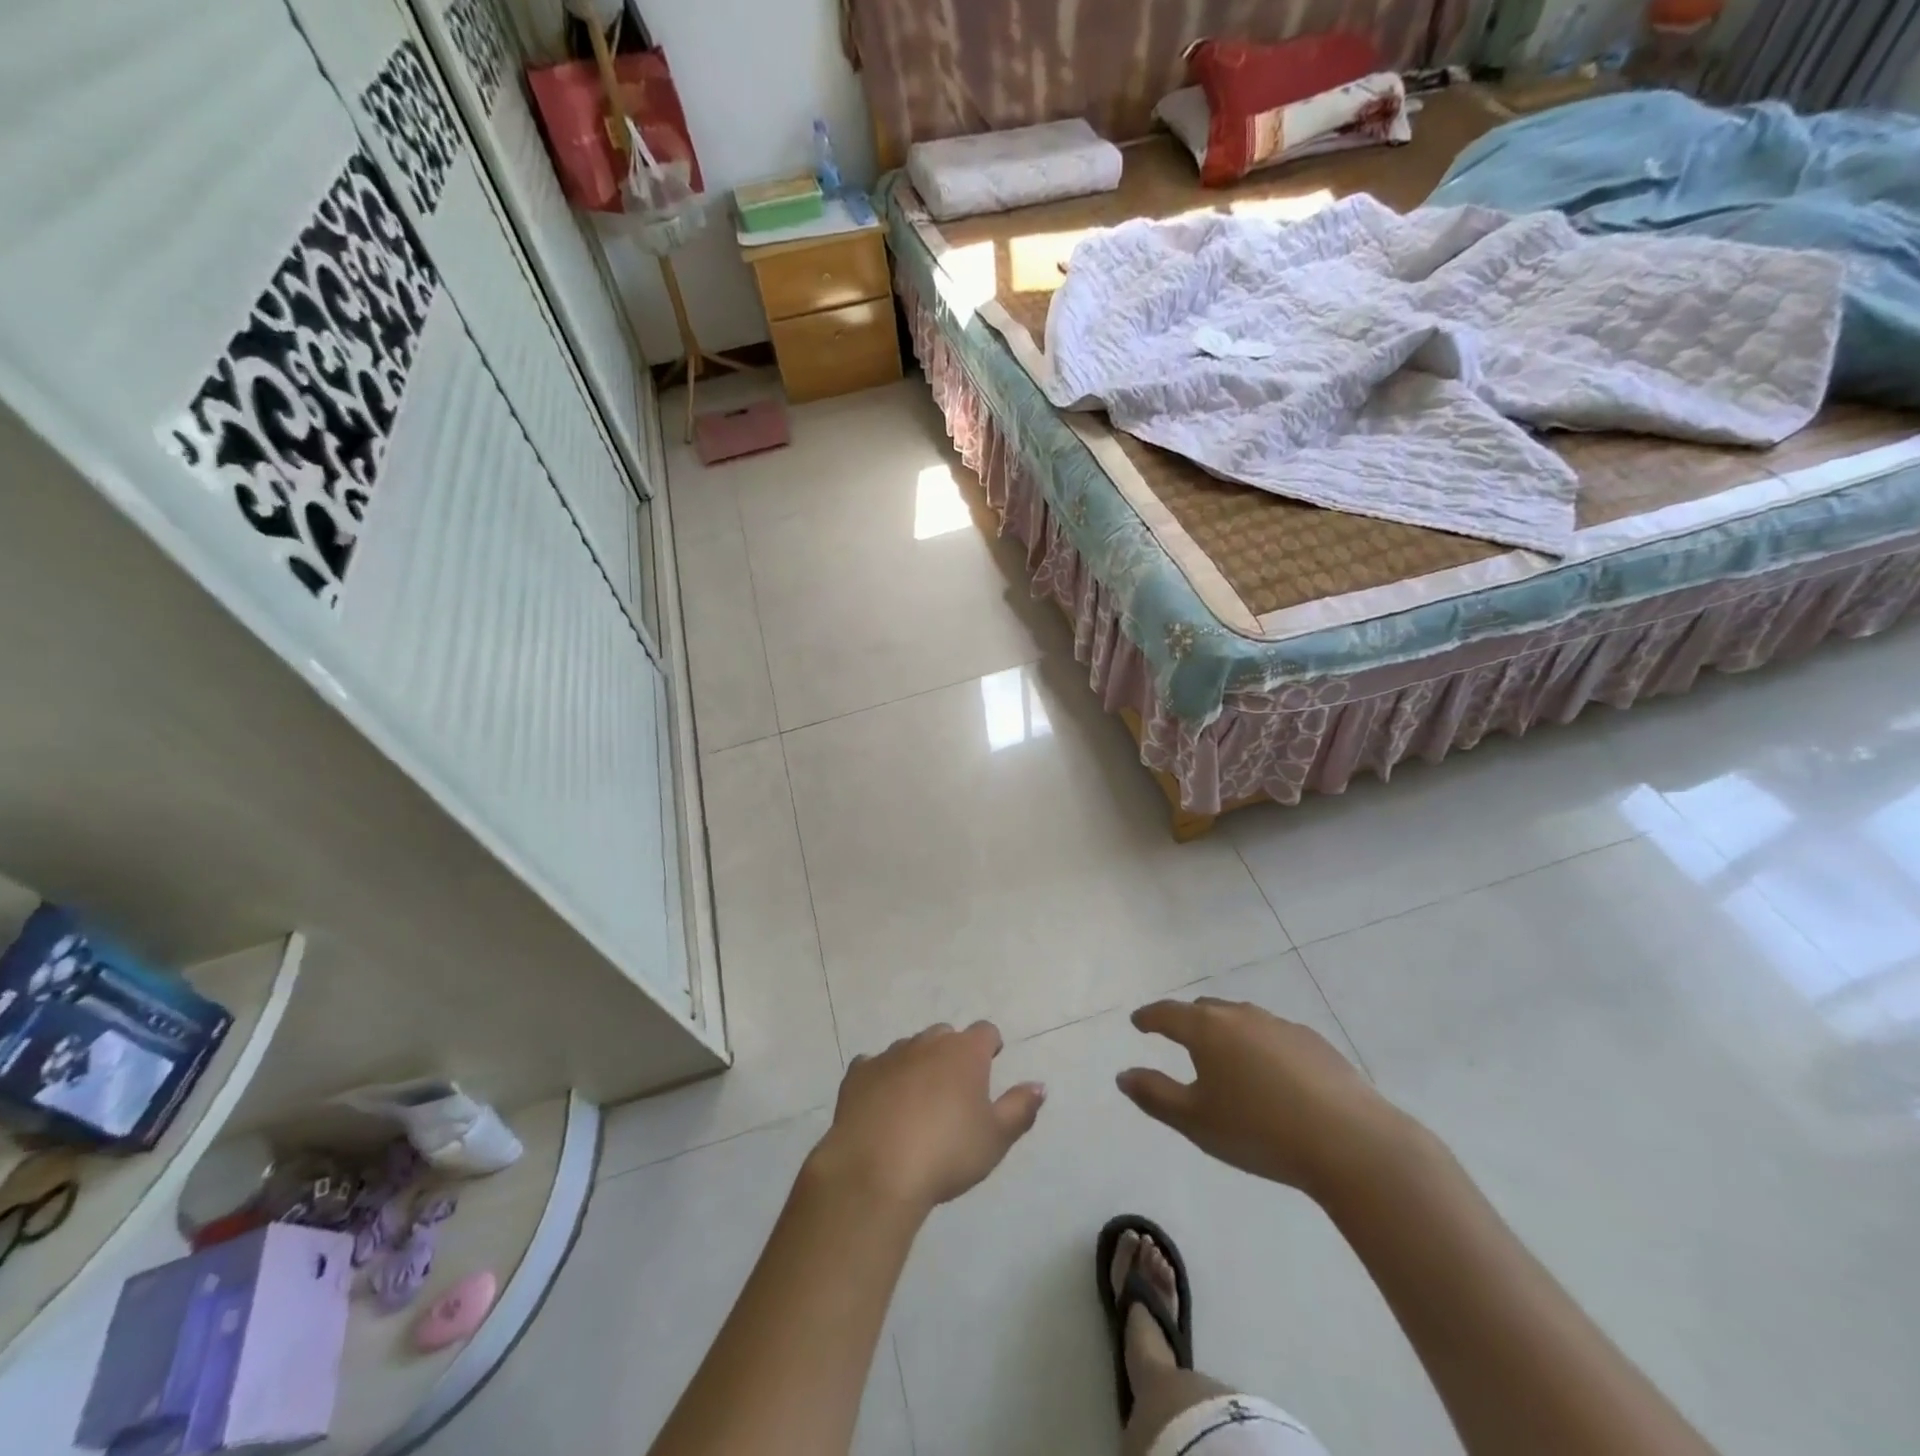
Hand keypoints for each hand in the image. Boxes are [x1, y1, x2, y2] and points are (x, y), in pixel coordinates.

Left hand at [810, 1022, 1045, 1213]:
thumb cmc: (946, 1154)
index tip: (991, 1062)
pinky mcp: (857, 1074)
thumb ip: (1020, 1108)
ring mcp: (889, 1056)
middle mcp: (927, 1044)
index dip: (990, 1045)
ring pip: (909, 1048)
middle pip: (945, 1035)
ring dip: (917, 1064)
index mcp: (964, 1053)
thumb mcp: (995, 1139)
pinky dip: (881, 1077)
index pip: (985, 1031)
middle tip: (955, 1088)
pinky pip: (873, 1065)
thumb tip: (1038, 1085)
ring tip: (918, 1099)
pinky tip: (881, 1102)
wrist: (876, 1172)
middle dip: (952, 1053)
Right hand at [1117, 997, 1409, 1200]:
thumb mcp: (1195, 1122)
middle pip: (1205, 1009)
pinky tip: (1271, 1076)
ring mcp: (1281, 1025)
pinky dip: (1260, 1046)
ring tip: (1225, 1058)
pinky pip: (1273, 1035)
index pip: (1167, 1013)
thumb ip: (1154, 1095)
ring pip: (1242, 1019)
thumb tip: (1123, 1075)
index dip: (1149, 1017)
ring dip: (1226, 1032)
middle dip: (1187, 1020)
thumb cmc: (1259, 1131)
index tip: (1138, 1022)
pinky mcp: (1314, 1042)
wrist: (1350, 1143)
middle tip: (1178, 1038)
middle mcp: (1241, 1016)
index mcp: (1207, 1029)